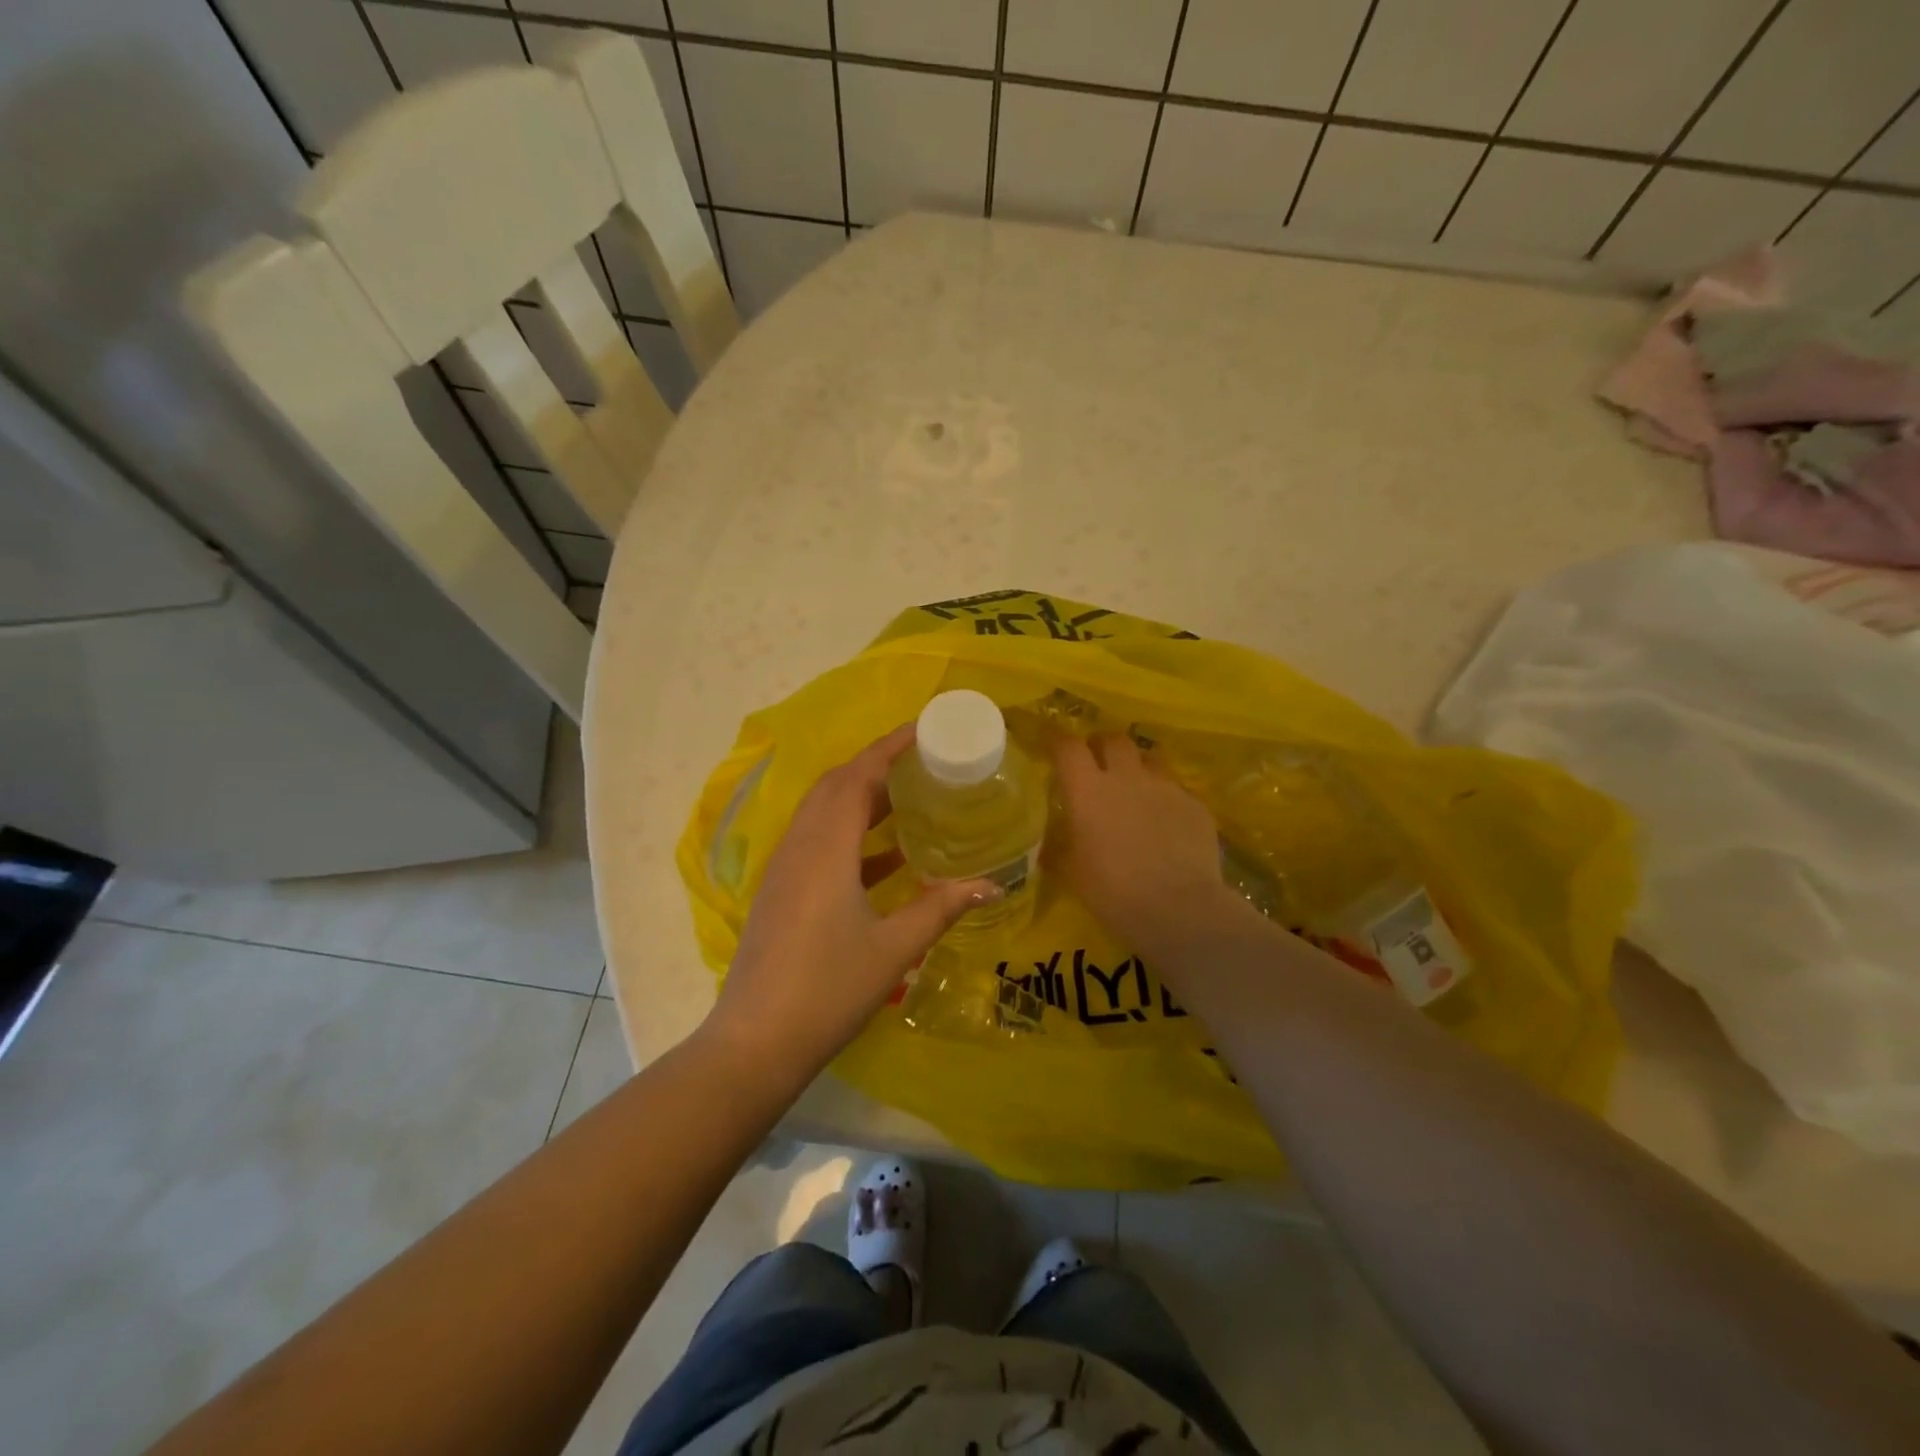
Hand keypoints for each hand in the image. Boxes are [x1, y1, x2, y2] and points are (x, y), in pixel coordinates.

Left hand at [703, 726, 998, 1086]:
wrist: (756, 1042)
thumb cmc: (828, 988)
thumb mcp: (894, 947)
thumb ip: (941, 908)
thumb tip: (992, 885)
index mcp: (826, 847)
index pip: (858, 776)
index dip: (890, 747)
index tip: (924, 729)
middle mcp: (800, 846)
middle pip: (836, 785)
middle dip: (877, 766)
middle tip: (923, 763)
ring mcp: (784, 869)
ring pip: (823, 813)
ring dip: (862, 799)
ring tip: (910, 801)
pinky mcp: (780, 892)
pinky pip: (817, 842)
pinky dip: (851, 835)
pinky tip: (884, 860)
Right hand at [1052, 732, 1240, 954]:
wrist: (1178, 908)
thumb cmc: (1113, 891)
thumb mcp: (1073, 872)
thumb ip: (1060, 847)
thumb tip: (1049, 842)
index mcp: (1088, 790)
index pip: (1068, 747)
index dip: (1056, 737)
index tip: (1050, 736)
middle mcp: (1127, 777)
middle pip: (1113, 739)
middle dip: (1102, 744)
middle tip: (1096, 759)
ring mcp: (1165, 787)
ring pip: (1149, 758)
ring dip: (1137, 765)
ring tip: (1135, 785)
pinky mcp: (1195, 805)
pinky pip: (1176, 790)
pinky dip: (1165, 798)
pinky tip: (1166, 822)